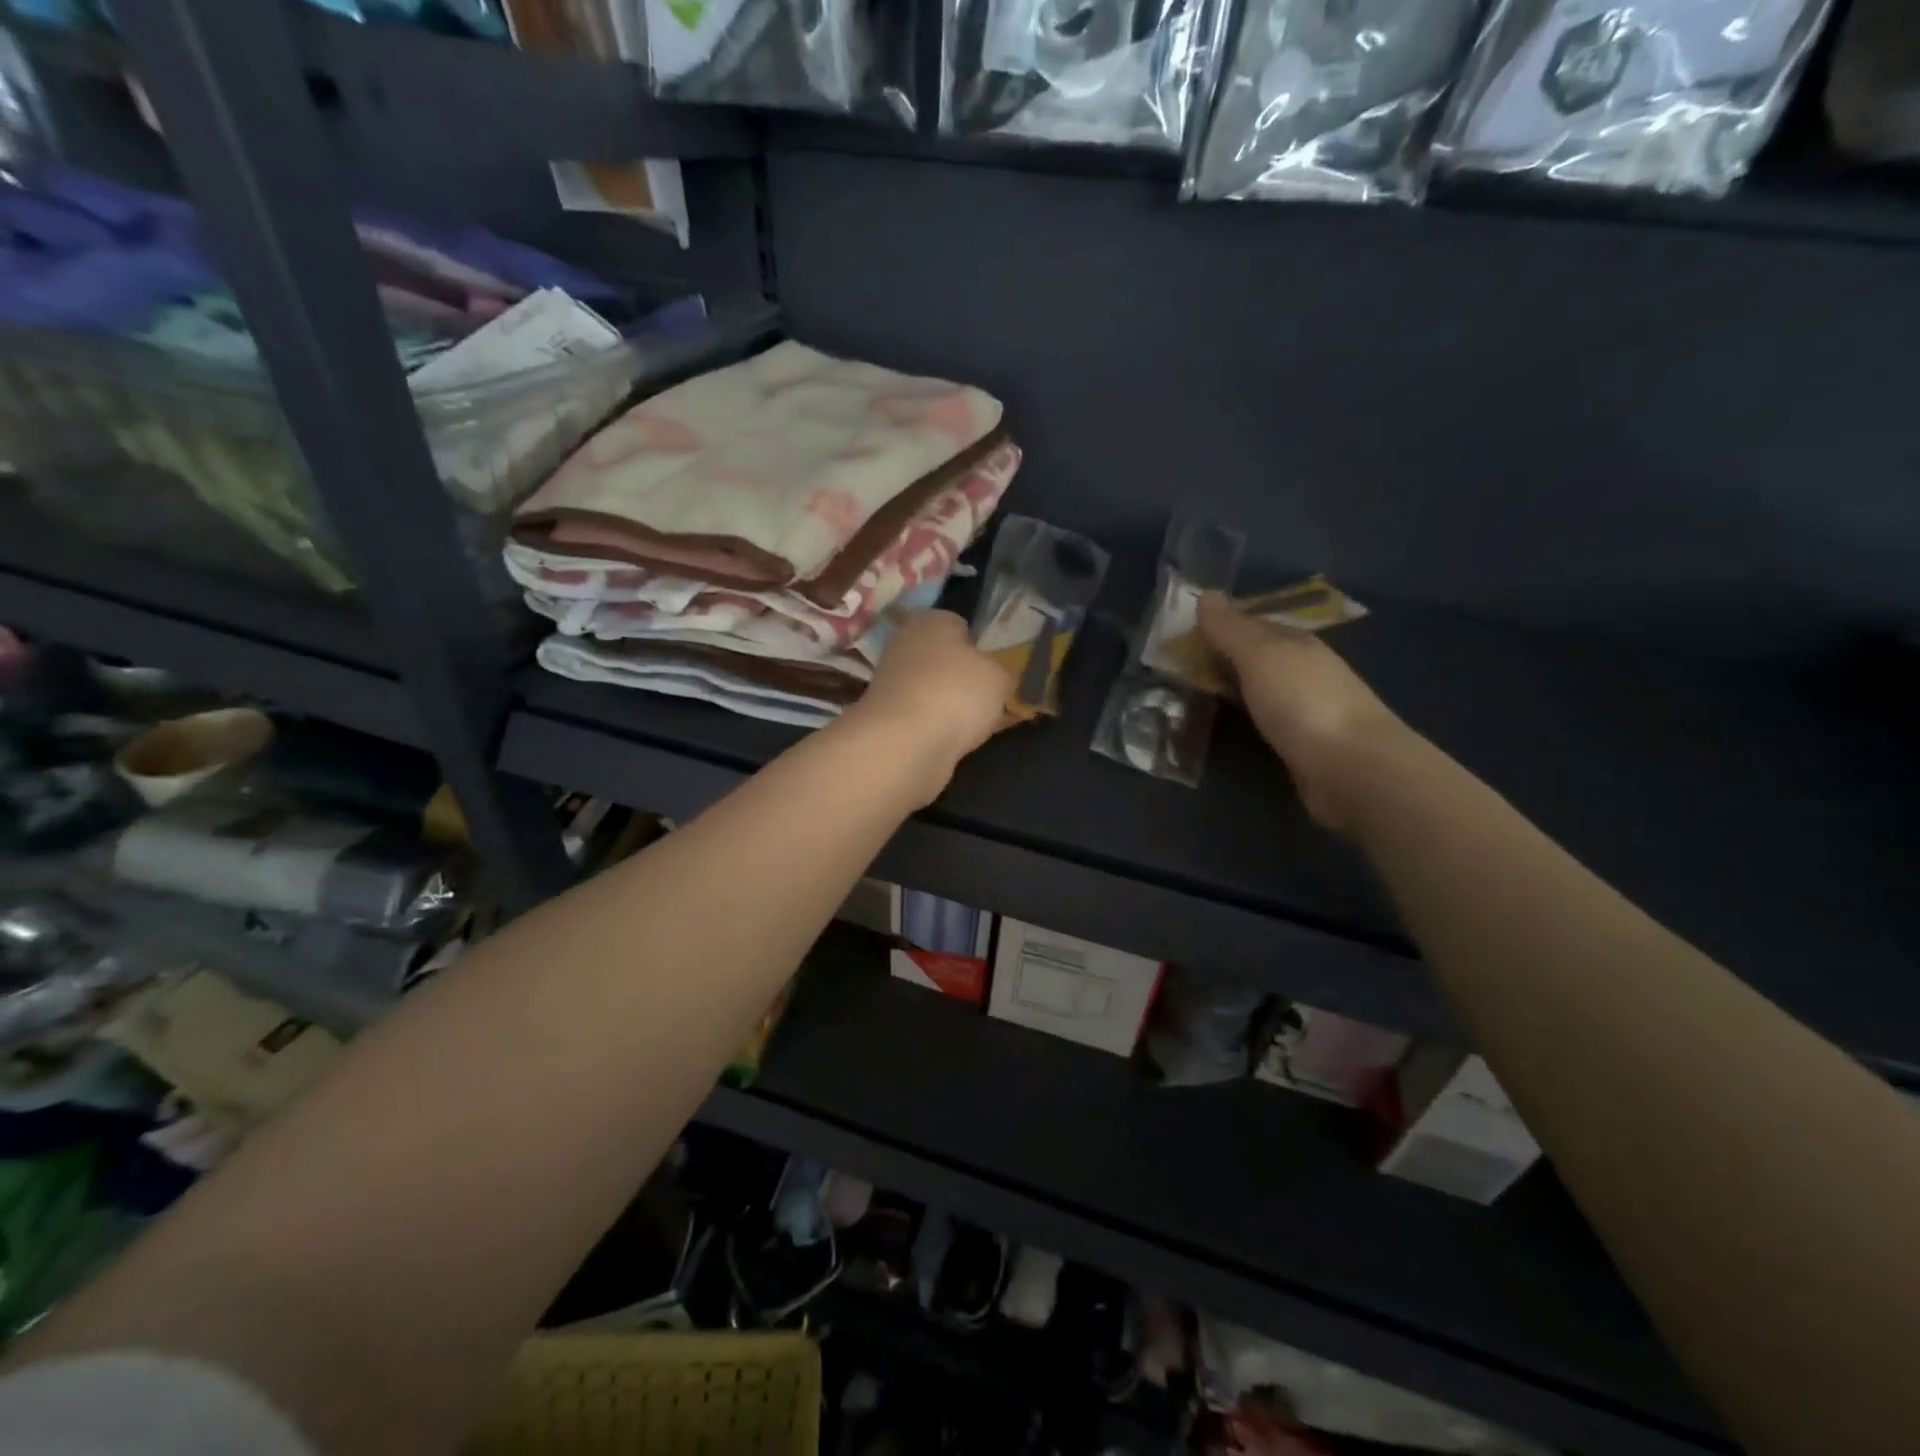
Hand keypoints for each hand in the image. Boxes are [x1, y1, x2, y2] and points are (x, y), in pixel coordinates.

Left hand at [847, 610, 1015, 799]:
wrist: (904, 745)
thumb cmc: (956, 693)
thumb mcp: (1000, 676)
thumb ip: (1003, 671)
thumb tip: (996, 676)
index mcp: (930, 621)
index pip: (960, 625)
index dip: (982, 646)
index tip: (1000, 668)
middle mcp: (905, 646)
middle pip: (946, 660)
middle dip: (968, 678)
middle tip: (996, 698)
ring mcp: (893, 684)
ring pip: (937, 690)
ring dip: (956, 705)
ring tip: (983, 724)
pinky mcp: (889, 719)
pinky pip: (927, 718)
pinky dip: (943, 728)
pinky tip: (964, 741)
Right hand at [1198, 592, 1405, 829]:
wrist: (1351, 768)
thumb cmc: (1303, 702)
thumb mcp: (1260, 656)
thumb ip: (1231, 629)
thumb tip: (1205, 593)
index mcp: (1297, 643)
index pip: (1252, 624)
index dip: (1219, 626)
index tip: (1181, 635)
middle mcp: (1304, 670)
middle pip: (1256, 657)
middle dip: (1223, 658)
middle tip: (1177, 667)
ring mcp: (1306, 709)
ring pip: (1260, 690)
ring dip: (1232, 689)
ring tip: (1192, 696)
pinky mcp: (1303, 744)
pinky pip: (1264, 720)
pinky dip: (1244, 718)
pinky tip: (1227, 725)